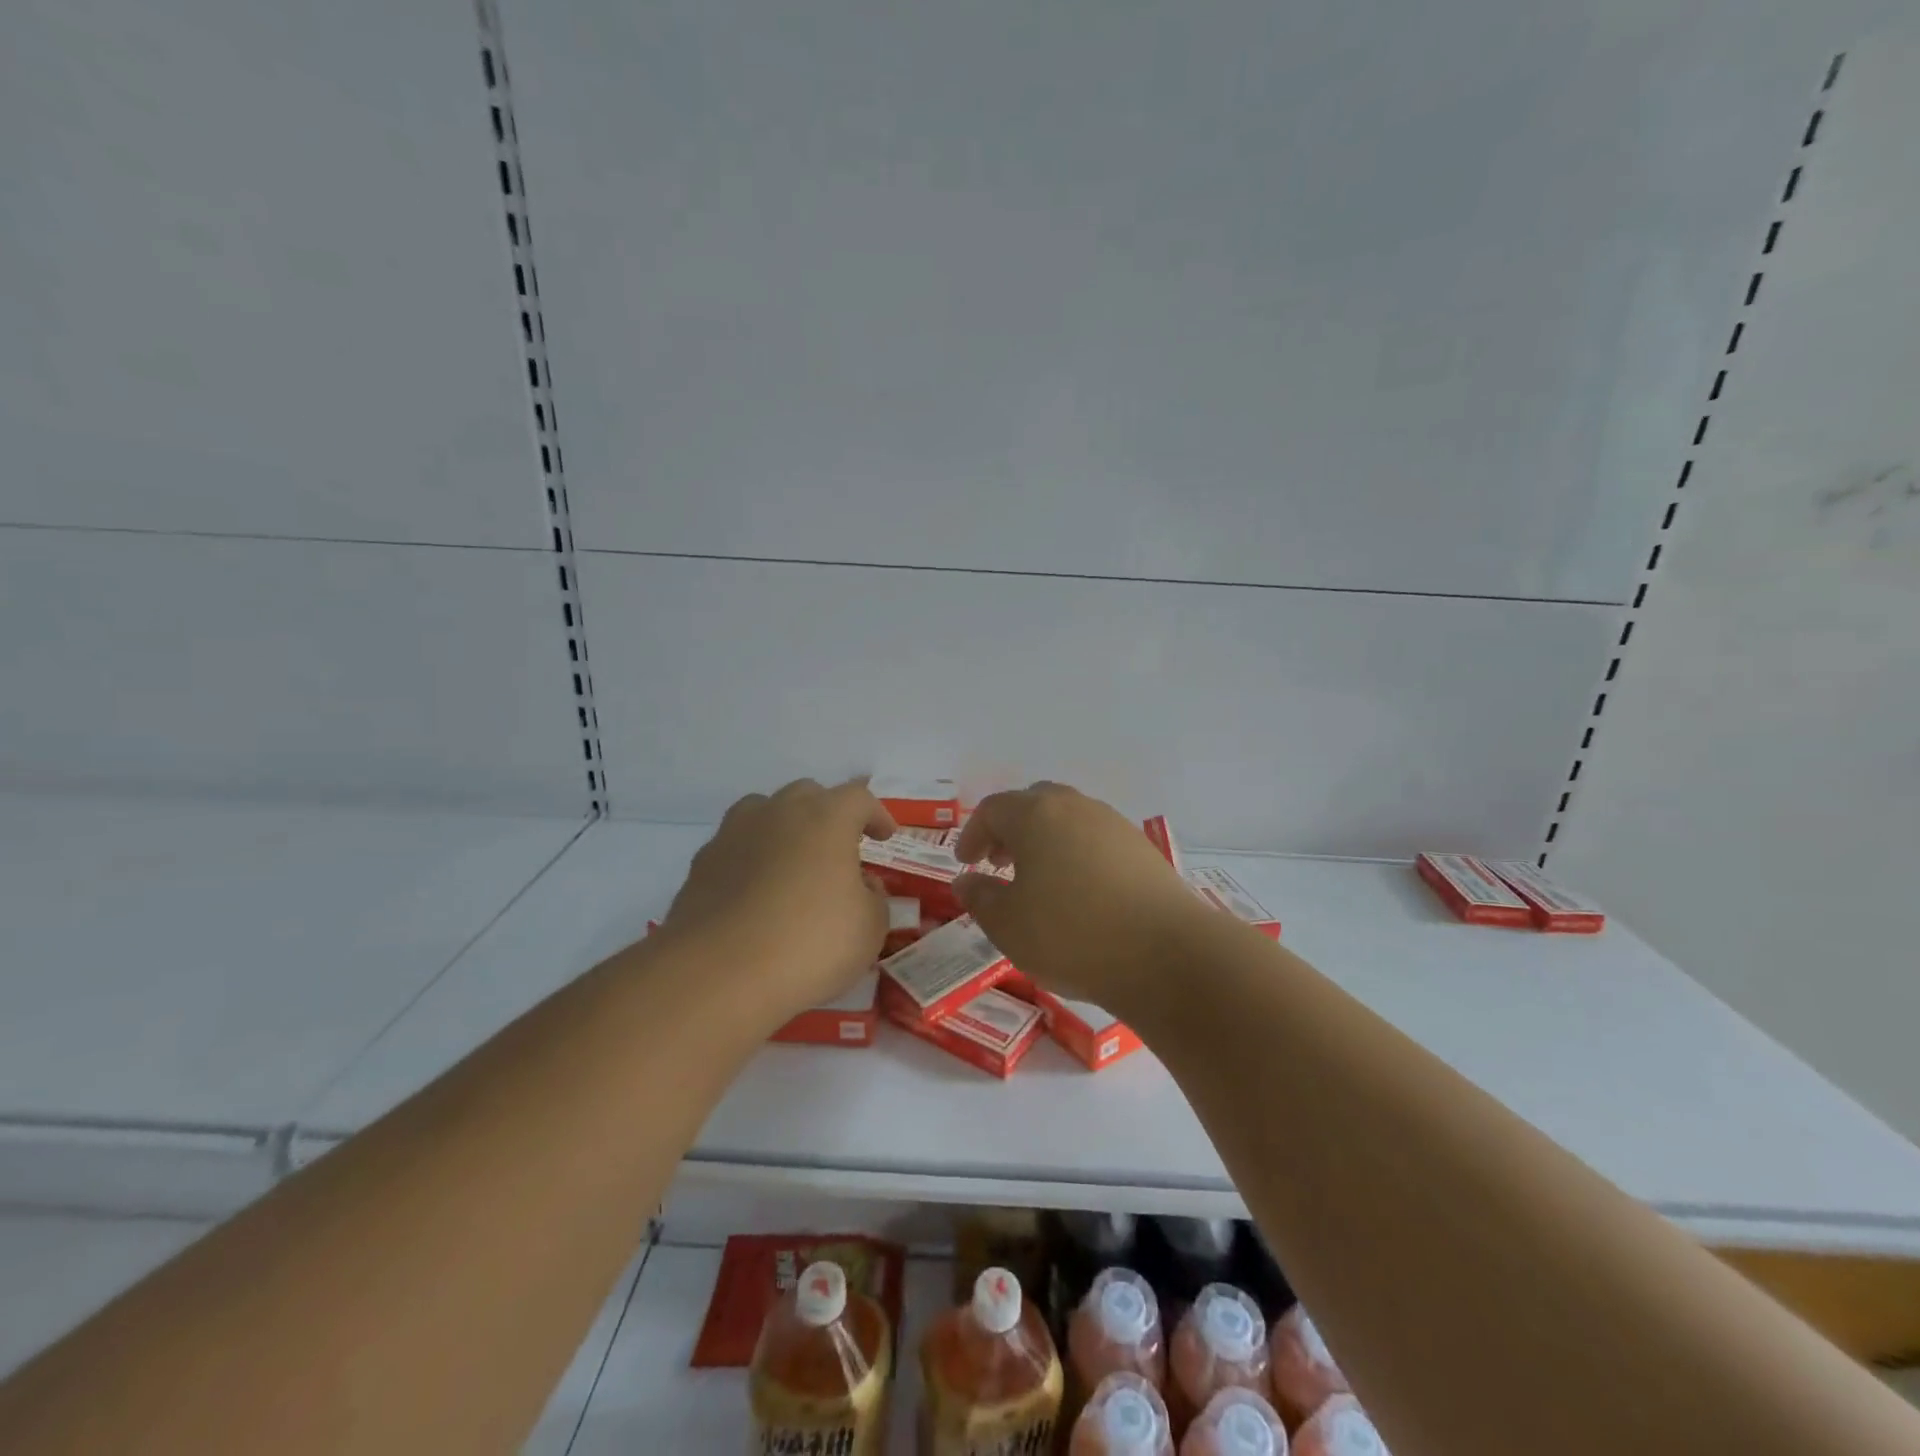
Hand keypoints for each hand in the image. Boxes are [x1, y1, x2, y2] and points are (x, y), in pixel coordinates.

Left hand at [661, 779, 896, 1025]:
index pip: (859, 798)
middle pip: (808, 795)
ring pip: (764, 811)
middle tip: (840, 847)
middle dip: (829, 814)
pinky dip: (752, 859)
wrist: (718, 975)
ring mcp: (734, 834)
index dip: (876, 814)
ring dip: (784, 828)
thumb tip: (862, 886)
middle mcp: (778, 813)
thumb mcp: (869, 928)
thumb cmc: (809, 944)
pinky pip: (736, 847)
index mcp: (826, 818)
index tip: (885, 836)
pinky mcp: (701, 865)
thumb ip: (874, 899)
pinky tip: (756, 892)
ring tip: (793, 860)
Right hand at [954, 782, 1209, 1012]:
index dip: (973, 833)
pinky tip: (1079, 893)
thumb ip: (980, 898)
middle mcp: (1075, 807)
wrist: (1167, 955)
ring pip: (1068, 819)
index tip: (966, 862)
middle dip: (1010, 829)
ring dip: (1045, 841)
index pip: (993, 809)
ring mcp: (1114, 825)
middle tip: (999, 862)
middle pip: (1033, 803)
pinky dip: (1076, 854)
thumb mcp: (1008, 925)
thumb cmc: (1072, 935)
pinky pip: (1096, 840)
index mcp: (1036, 815)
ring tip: (1038, 880)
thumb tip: (967, 881)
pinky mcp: (1142, 849)